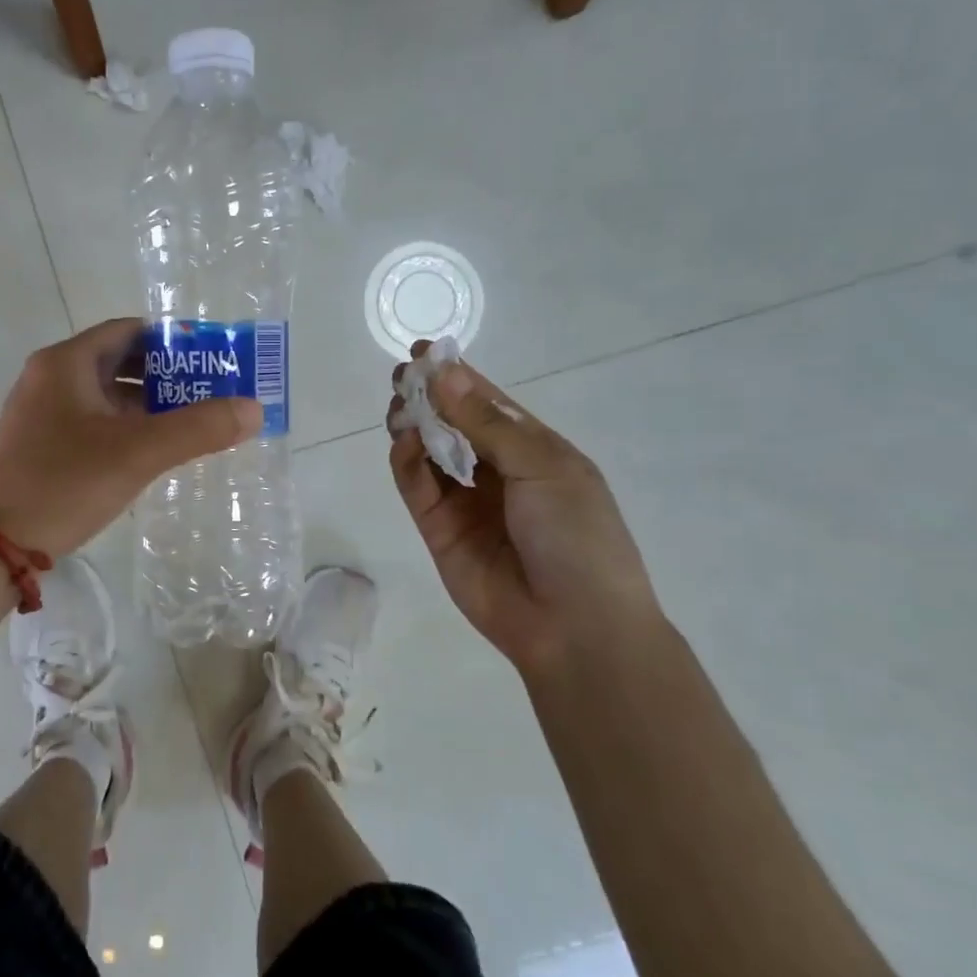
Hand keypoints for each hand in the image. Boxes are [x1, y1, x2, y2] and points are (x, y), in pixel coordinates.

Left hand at [0, 317, 262, 557]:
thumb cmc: (64, 484)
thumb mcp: (138, 453)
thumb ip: (199, 428)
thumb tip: (254, 409)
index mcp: (66, 363)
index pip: (128, 331)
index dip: (172, 340)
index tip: (211, 357)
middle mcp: (50, 378)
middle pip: (118, 361)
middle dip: (166, 374)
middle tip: (210, 392)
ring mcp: (41, 413)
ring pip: (106, 394)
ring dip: (148, 403)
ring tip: (192, 422)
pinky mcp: (40, 444)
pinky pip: (93, 421)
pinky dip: (125, 426)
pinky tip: (152, 450)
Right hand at [387, 342, 667, 678]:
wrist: (574, 625)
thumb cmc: (576, 536)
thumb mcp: (543, 467)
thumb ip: (486, 423)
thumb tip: (444, 372)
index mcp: (532, 449)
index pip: (486, 402)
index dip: (457, 375)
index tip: (424, 351)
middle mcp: (495, 469)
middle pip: (451, 423)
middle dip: (427, 397)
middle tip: (403, 379)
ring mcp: (464, 500)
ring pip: (427, 451)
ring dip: (412, 425)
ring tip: (400, 407)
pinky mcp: (437, 528)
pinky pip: (415, 486)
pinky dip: (406, 462)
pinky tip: (405, 443)